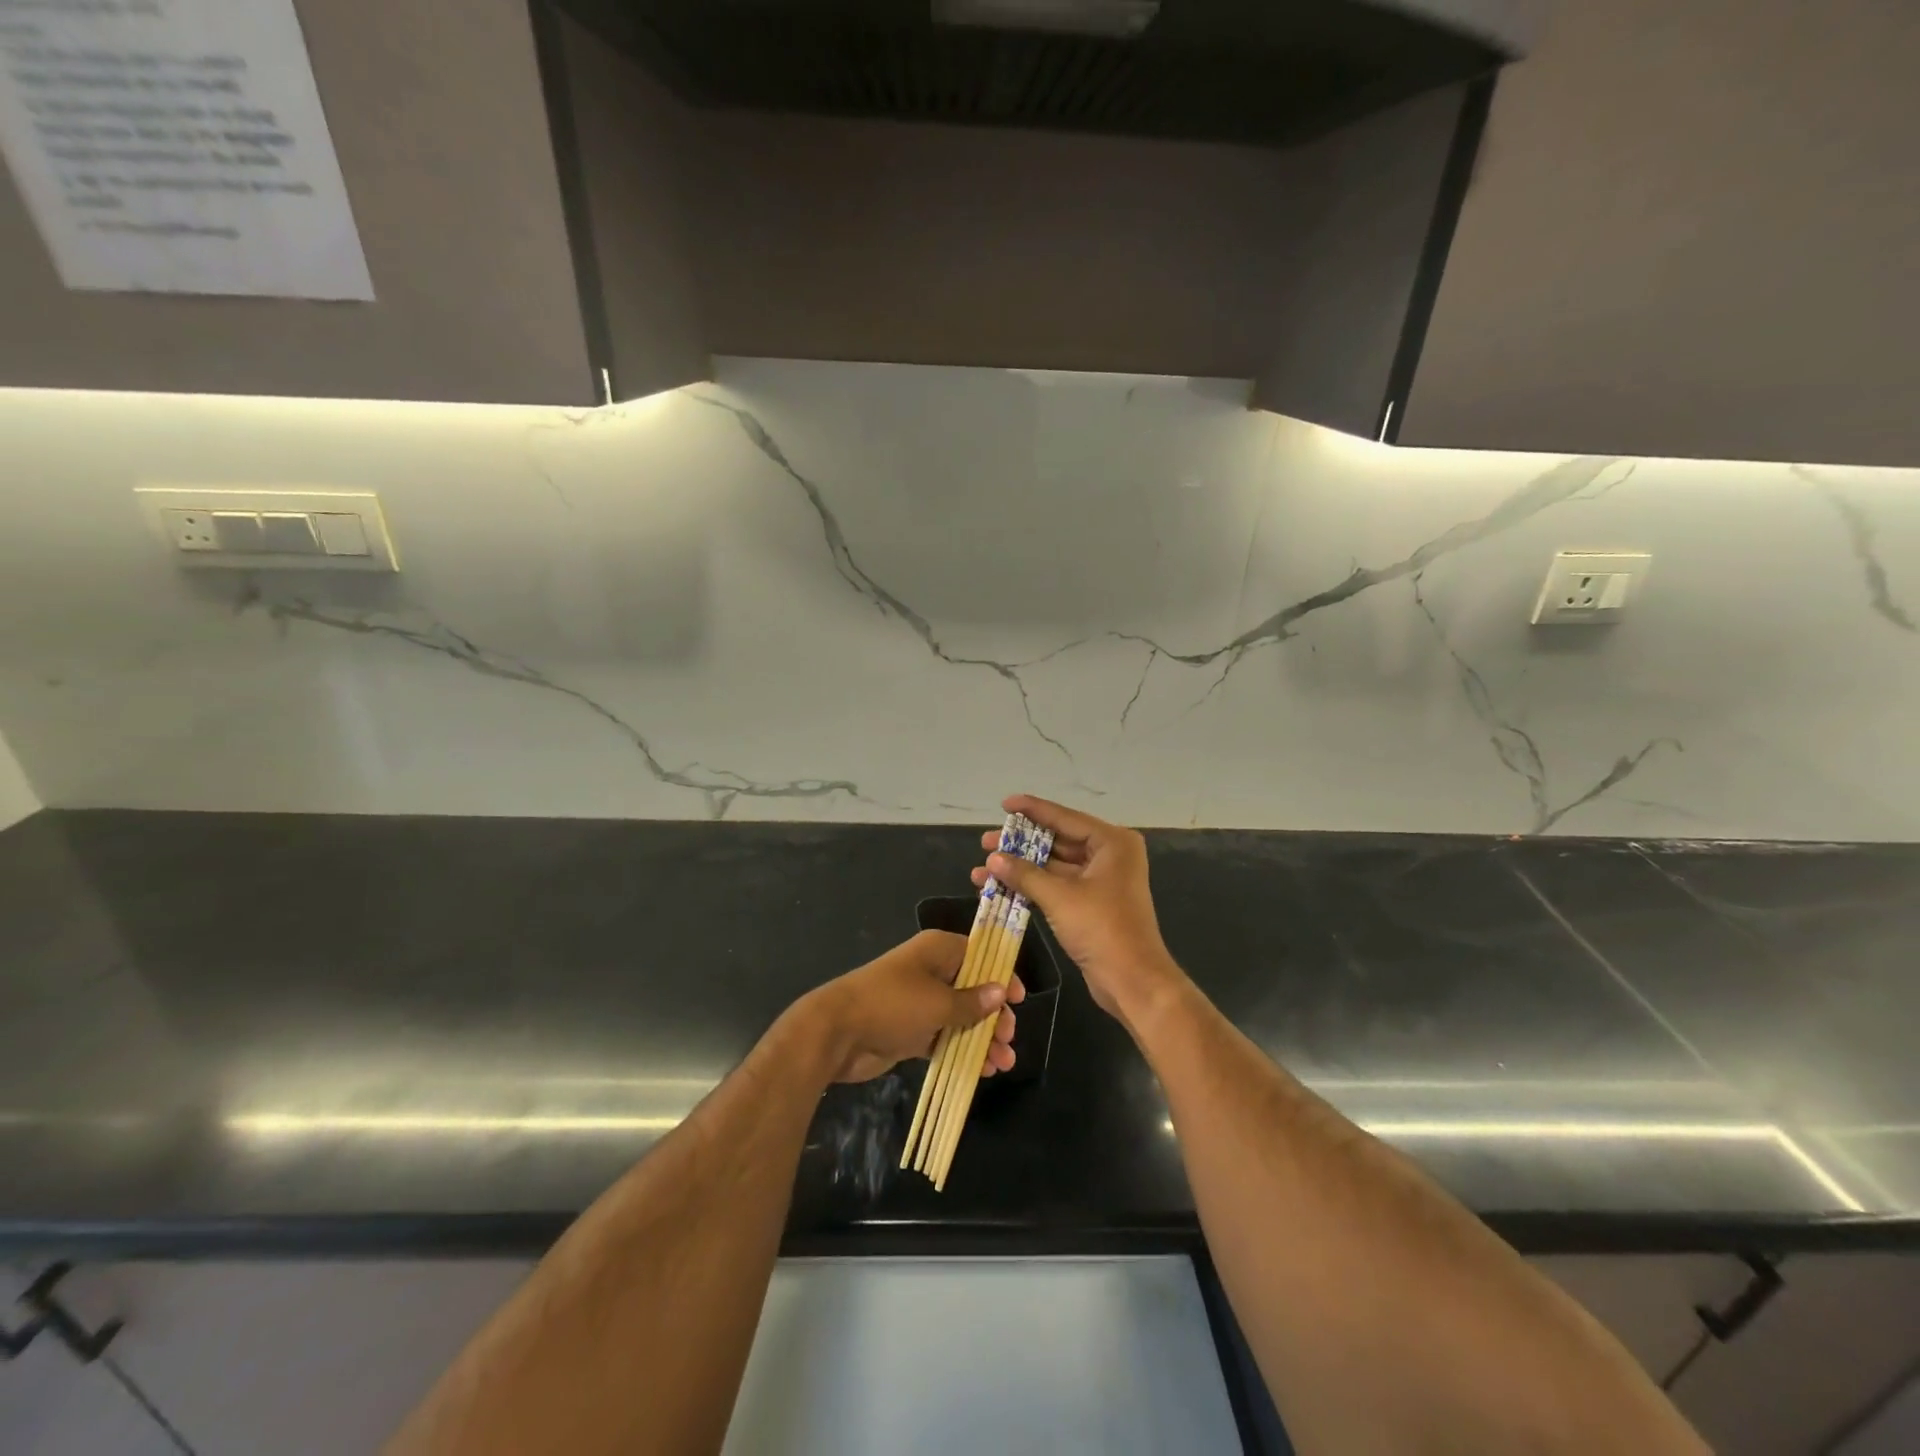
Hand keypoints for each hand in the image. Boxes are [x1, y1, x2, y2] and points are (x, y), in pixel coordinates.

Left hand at [801, 930, 1023, 1084]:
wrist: (837, 1033)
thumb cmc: (892, 1005)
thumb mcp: (938, 1003)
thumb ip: (972, 1002)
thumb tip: (1001, 992)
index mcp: (938, 950)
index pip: (980, 954)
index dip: (1001, 974)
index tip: (1019, 999)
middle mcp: (931, 971)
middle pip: (973, 988)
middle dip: (994, 1014)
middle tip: (1008, 1037)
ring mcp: (921, 1002)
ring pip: (961, 1017)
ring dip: (982, 1038)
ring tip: (1003, 1063)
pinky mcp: (911, 1030)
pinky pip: (945, 1038)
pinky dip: (962, 1050)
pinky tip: (983, 1070)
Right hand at [974, 795, 1183, 1030]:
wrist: (1133, 981)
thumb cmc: (1102, 929)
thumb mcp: (1059, 897)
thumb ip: (1024, 874)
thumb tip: (992, 858)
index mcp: (1111, 843)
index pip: (1065, 818)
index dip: (1032, 810)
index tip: (1004, 804)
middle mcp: (1109, 856)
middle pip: (1058, 841)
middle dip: (1020, 844)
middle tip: (986, 841)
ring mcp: (1100, 881)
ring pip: (1054, 866)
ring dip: (1021, 868)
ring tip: (984, 867)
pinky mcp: (1091, 904)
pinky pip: (1057, 886)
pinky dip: (1032, 886)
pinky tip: (1001, 887)